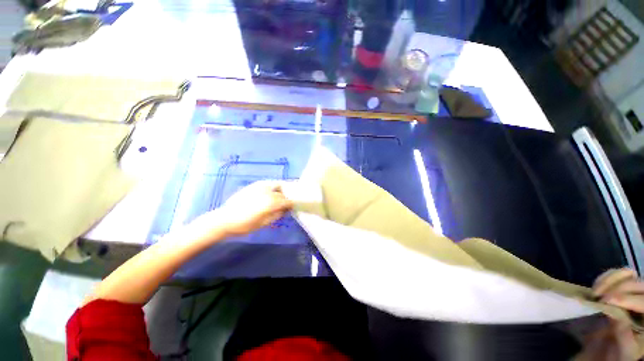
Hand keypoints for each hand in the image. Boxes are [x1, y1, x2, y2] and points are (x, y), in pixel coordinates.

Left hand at [217, 180, 293, 235]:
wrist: (225, 219)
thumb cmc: (245, 225)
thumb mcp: (264, 223)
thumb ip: (277, 215)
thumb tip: (285, 209)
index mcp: (271, 202)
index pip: (287, 201)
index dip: (291, 204)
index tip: (292, 207)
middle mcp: (268, 191)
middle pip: (283, 193)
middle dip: (286, 198)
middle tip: (286, 203)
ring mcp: (261, 186)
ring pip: (277, 184)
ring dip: (281, 190)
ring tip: (280, 196)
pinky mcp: (254, 184)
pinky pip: (268, 183)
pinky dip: (273, 187)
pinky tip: (270, 193)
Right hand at [581, 268, 643, 359]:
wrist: (610, 352)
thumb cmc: (618, 353)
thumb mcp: (624, 350)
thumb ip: (624, 335)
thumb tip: (614, 314)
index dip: (626, 298)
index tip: (605, 300)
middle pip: (637, 284)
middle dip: (617, 287)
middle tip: (597, 296)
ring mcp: (636, 293)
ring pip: (627, 275)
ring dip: (610, 279)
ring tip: (595, 291)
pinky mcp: (624, 288)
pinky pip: (619, 275)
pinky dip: (606, 277)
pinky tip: (596, 287)